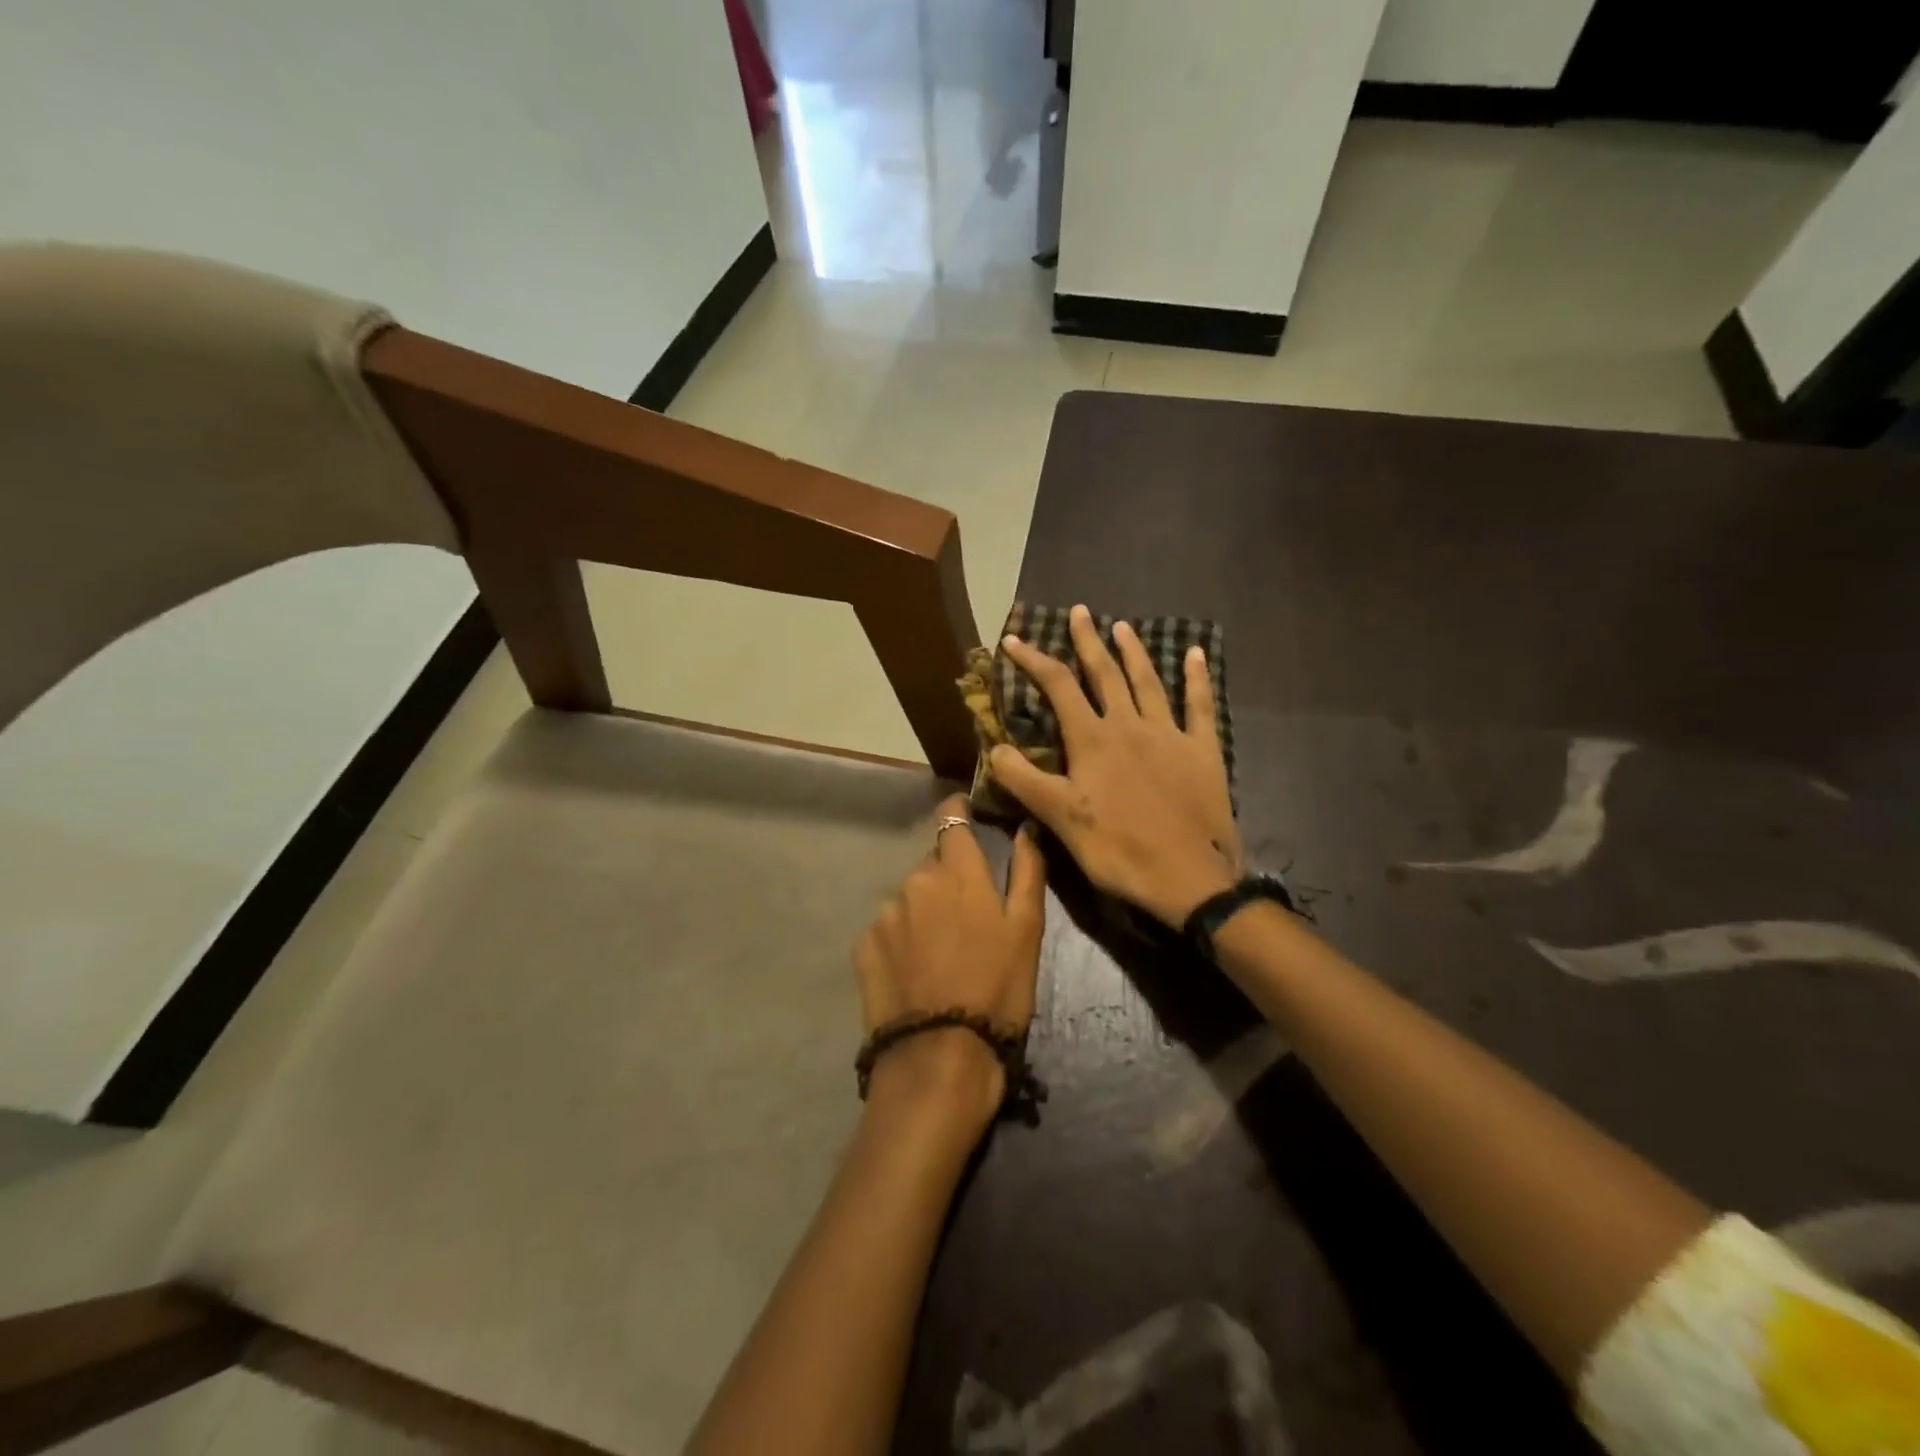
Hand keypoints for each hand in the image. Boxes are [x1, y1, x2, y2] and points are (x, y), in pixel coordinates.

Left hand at [854, 795, 1046, 1130]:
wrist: (941, 1056)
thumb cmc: (998, 989)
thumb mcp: (1028, 930)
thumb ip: (1028, 871)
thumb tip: (1026, 828)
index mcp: (957, 872)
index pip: (951, 819)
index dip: (958, 813)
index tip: (965, 816)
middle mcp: (914, 881)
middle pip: (931, 865)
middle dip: (946, 879)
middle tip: (966, 917)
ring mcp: (884, 914)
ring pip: (908, 898)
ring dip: (922, 912)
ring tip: (940, 953)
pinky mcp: (863, 947)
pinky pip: (886, 930)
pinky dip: (900, 941)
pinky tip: (915, 972)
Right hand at [990, 604, 1241, 928]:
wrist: (1190, 877)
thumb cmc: (1118, 849)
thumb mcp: (1061, 819)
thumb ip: (1025, 781)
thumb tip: (995, 749)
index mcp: (1094, 740)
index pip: (1058, 687)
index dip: (1034, 660)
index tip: (1014, 639)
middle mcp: (1130, 725)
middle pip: (1105, 673)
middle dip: (1088, 641)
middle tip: (1080, 611)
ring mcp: (1170, 734)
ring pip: (1148, 682)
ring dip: (1133, 652)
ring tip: (1122, 626)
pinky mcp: (1203, 751)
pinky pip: (1201, 706)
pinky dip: (1198, 678)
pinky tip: (1196, 654)